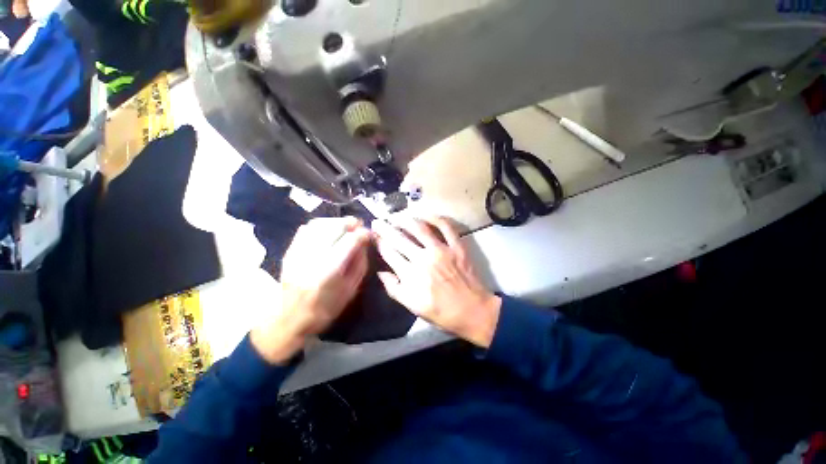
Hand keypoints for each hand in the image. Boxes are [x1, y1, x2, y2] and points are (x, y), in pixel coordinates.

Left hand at [251, 217, 370, 363]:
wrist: (290, 319)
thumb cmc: (326, 309)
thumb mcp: (350, 290)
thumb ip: (360, 263)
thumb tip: (365, 242)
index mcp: (329, 272)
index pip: (349, 241)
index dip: (362, 234)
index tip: (369, 234)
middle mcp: (312, 258)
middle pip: (334, 228)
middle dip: (350, 223)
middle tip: (359, 226)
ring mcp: (297, 253)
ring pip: (319, 224)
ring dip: (335, 222)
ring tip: (345, 226)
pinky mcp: (289, 252)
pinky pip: (305, 229)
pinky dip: (320, 225)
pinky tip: (328, 230)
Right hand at [373, 217, 501, 347]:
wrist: (472, 311)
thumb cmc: (441, 312)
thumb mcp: (412, 306)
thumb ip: (394, 289)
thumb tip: (381, 272)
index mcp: (410, 275)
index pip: (389, 253)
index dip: (379, 242)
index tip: (373, 235)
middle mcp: (423, 259)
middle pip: (399, 238)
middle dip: (385, 228)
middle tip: (378, 221)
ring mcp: (442, 250)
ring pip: (420, 229)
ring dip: (406, 220)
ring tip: (397, 216)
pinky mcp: (457, 246)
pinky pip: (446, 227)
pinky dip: (436, 218)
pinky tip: (426, 214)